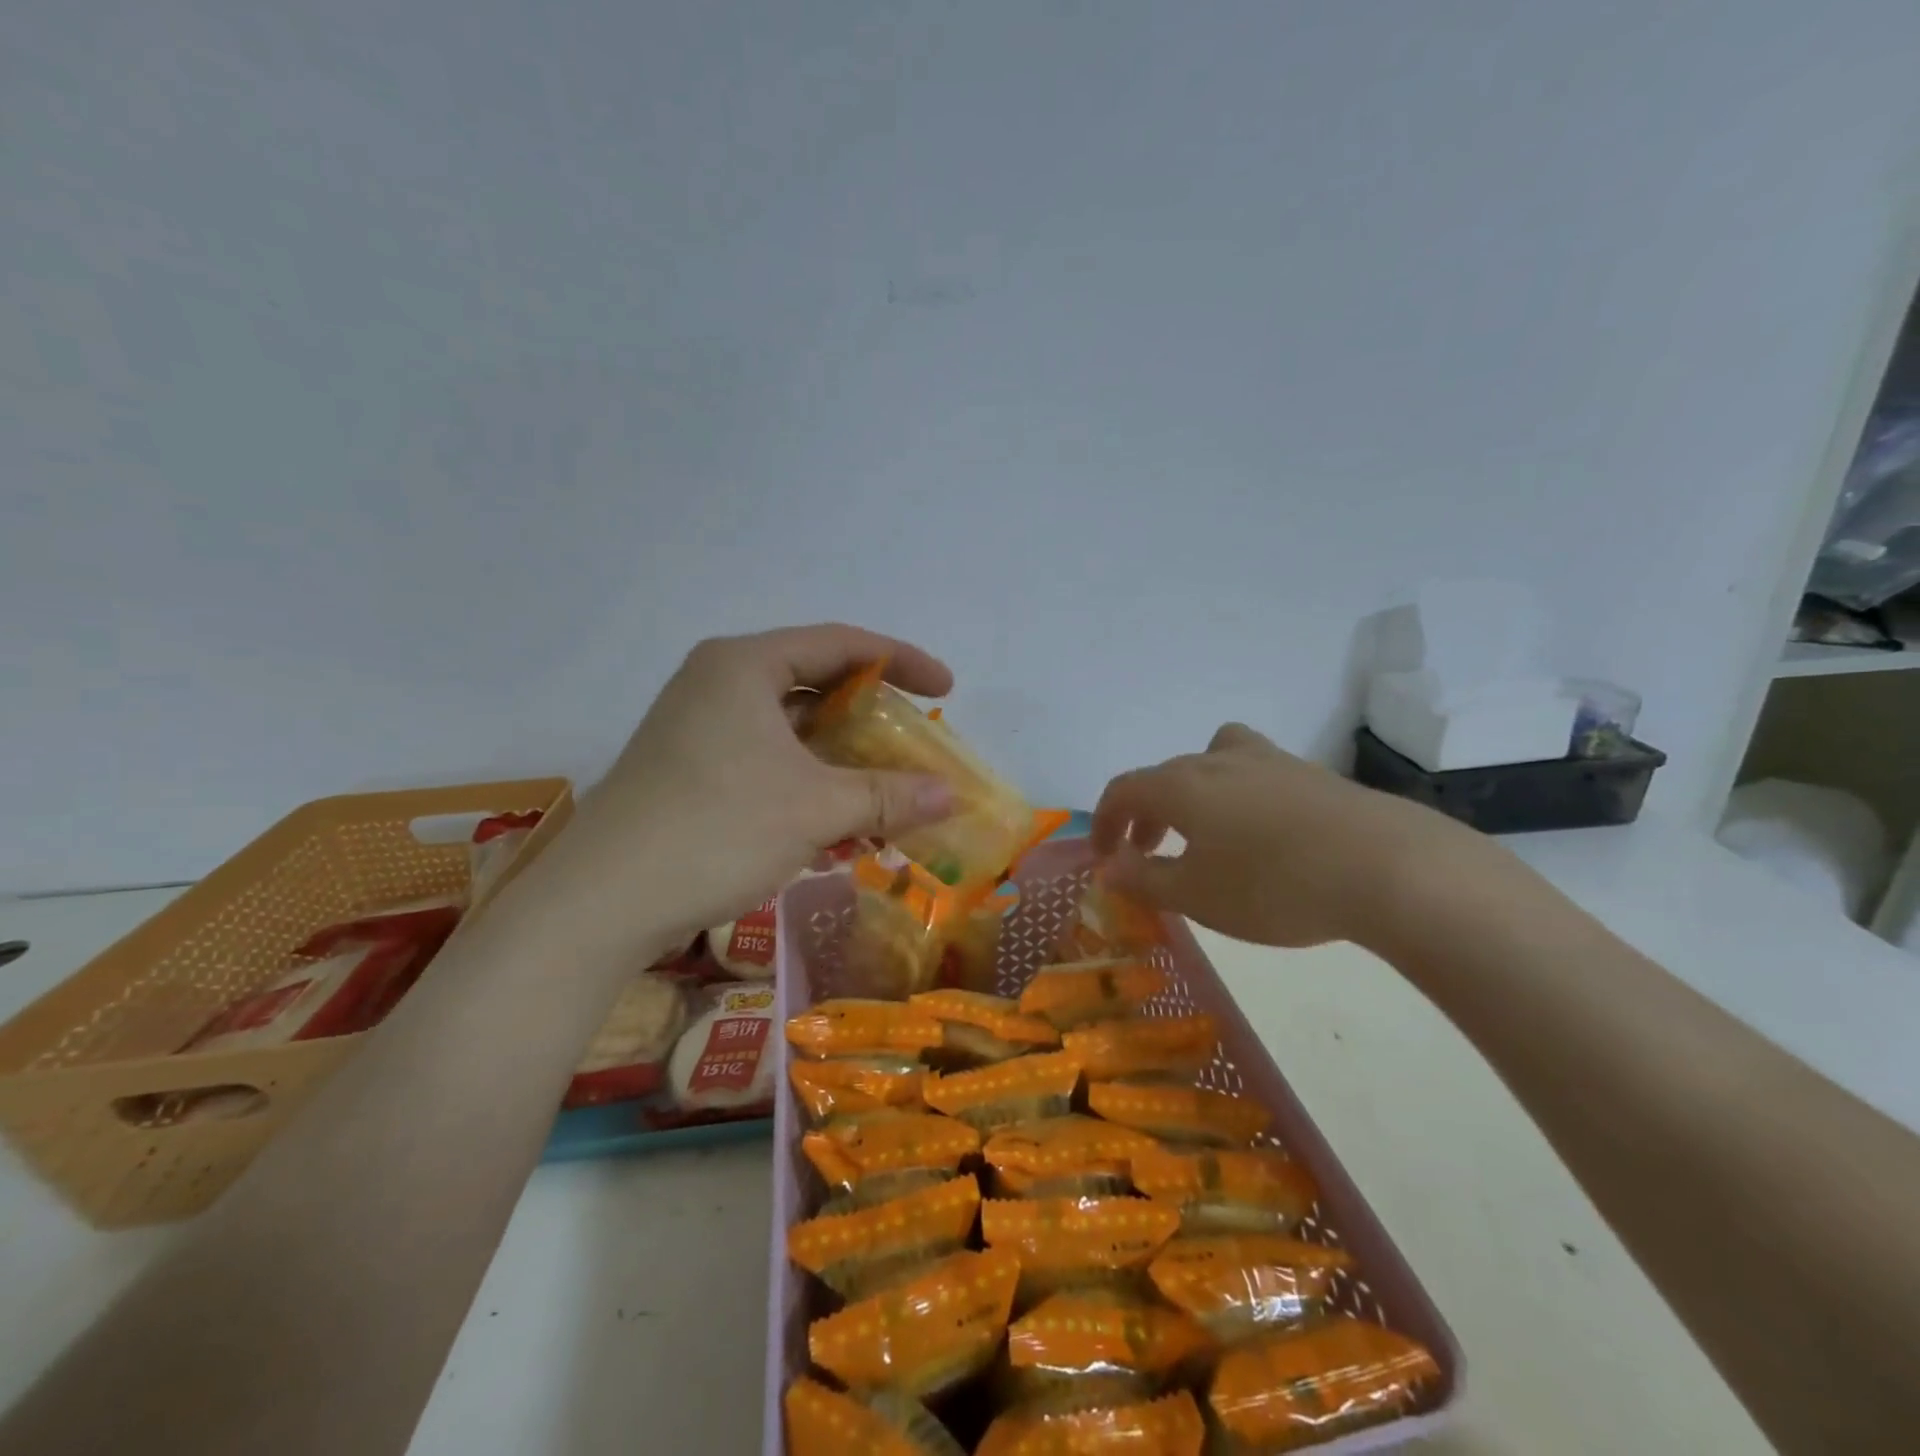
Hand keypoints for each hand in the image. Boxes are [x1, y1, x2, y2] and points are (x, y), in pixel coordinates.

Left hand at [529, 625, 956, 962]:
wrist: (600, 904)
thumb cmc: (716, 830)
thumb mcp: (815, 809)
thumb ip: (888, 795)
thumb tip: (952, 796)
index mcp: (744, 665)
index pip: (841, 644)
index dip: (903, 661)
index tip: (946, 689)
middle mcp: (717, 683)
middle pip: (815, 683)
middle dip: (871, 715)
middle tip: (914, 740)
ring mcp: (698, 728)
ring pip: (791, 728)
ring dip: (842, 758)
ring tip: (885, 789)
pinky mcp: (689, 770)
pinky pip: (767, 760)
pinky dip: (809, 782)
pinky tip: (838, 824)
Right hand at [1091, 723, 1490, 950]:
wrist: (1387, 867)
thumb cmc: (1272, 885)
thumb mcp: (1196, 896)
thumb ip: (1143, 879)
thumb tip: (1109, 866)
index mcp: (1180, 785)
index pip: (1123, 790)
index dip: (1104, 821)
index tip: (1103, 856)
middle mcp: (1217, 760)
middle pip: (1164, 776)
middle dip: (1145, 814)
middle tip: (1147, 853)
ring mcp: (1268, 760)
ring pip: (1210, 762)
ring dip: (1191, 794)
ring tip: (1204, 832)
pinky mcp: (1310, 773)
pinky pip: (1253, 772)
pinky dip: (1236, 795)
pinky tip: (1261, 833)